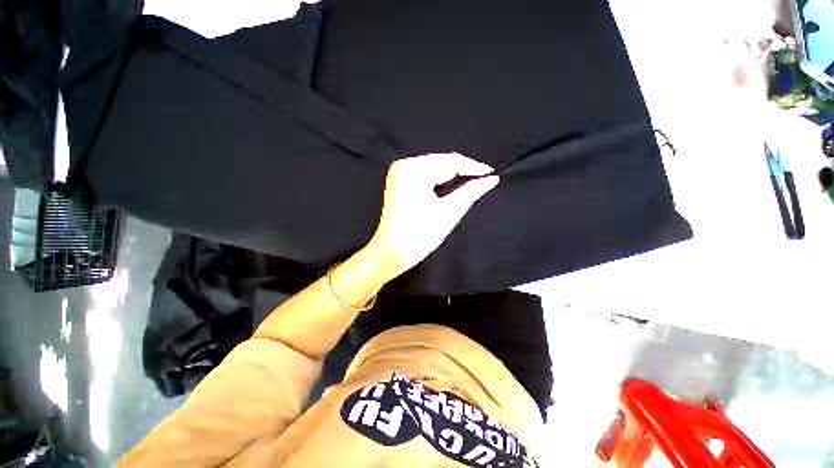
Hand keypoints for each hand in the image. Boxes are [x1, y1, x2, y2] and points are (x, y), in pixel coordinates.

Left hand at [362, 153, 498, 280]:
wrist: (391, 253)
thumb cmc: (419, 235)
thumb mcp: (448, 212)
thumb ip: (470, 192)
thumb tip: (491, 179)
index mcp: (414, 169)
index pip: (450, 162)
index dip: (473, 167)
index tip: (492, 174)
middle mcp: (404, 165)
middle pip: (441, 163)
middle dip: (463, 172)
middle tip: (484, 180)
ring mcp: (399, 173)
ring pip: (434, 169)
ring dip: (452, 176)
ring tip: (472, 183)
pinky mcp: (399, 182)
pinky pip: (424, 176)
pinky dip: (439, 181)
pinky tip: (452, 187)